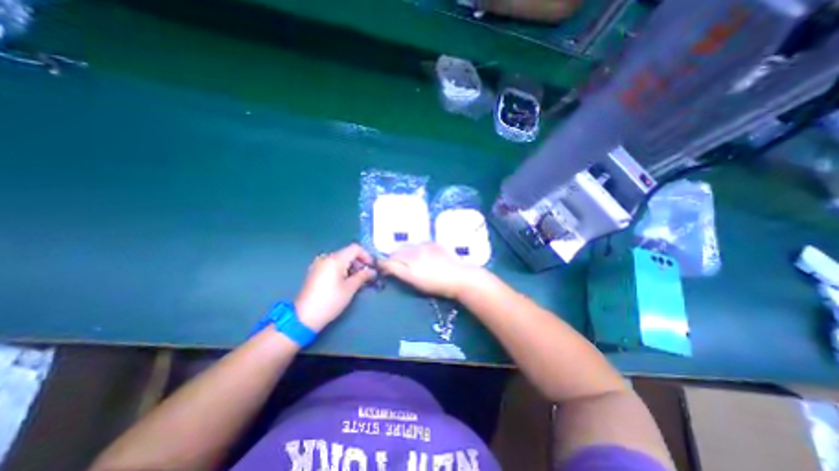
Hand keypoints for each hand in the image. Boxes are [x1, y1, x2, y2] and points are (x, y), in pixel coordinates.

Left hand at [294, 243, 372, 330]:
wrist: (304, 316)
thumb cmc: (331, 301)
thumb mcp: (350, 288)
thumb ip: (363, 276)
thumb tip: (372, 271)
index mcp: (335, 259)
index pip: (355, 248)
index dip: (366, 255)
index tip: (371, 267)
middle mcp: (326, 257)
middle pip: (347, 253)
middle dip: (359, 262)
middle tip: (366, 275)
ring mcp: (319, 264)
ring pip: (340, 259)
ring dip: (351, 266)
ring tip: (356, 280)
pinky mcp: (315, 271)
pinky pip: (332, 264)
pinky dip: (341, 269)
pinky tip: (344, 282)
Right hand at [377, 242, 481, 297]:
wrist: (459, 277)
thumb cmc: (434, 283)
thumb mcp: (412, 279)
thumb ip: (396, 269)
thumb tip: (384, 264)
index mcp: (408, 257)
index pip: (391, 258)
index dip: (386, 264)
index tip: (385, 270)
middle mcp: (415, 247)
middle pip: (399, 250)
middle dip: (395, 257)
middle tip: (398, 267)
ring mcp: (427, 245)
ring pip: (410, 246)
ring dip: (406, 252)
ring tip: (412, 262)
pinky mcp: (436, 244)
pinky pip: (421, 244)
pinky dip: (418, 249)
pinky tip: (424, 257)